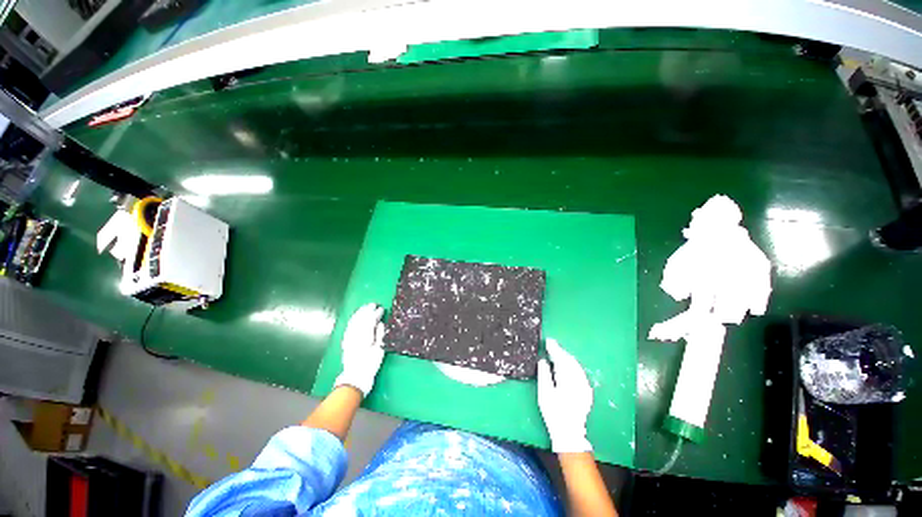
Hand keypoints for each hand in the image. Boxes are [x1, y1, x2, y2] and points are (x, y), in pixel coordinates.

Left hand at [333, 303, 385, 396]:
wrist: (355, 377)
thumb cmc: (370, 365)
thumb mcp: (379, 350)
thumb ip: (380, 335)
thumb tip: (380, 323)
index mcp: (365, 337)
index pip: (370, 320)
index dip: (376, 313)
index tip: (382, 309)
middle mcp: (355, 335)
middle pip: (361, 318)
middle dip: (367, 310)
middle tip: (374, 304)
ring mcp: (349, 337)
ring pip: (354, 321)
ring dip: (360, 312)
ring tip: (366, 307)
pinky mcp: (346, 340)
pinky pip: (349, 326)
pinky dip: (354, 319)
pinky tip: (357, 316)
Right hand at [537, 338, 593, 452]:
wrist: (569, 432)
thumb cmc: (553, 413)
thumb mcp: (544, 394)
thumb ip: (544, 374)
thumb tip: (543, 360)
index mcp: (566, 380)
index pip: (560, 359)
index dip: (554, 349)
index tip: (548, 341)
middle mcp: (578, 380)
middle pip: (569, 360)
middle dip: (561, 351)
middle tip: (552, 345)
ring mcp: (584, 386)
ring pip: (576, 365)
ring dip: (567, 357)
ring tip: (558, 352)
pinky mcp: (587, 391)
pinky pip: (580, 372)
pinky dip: (573, 365)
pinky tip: (568, 365)